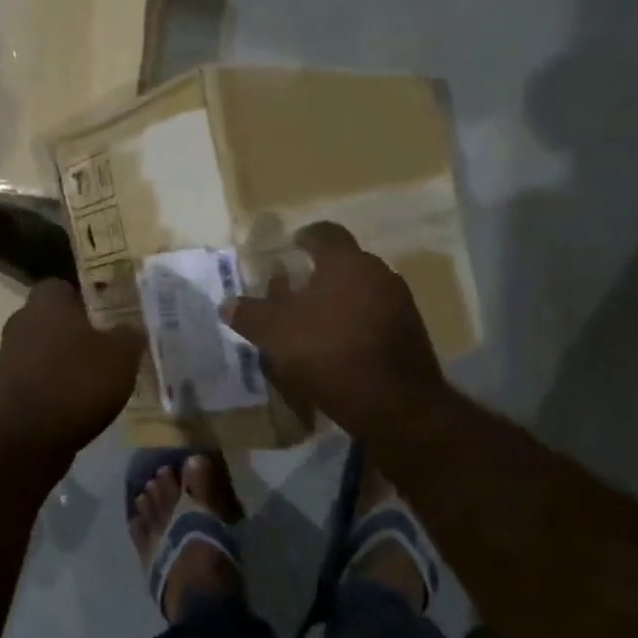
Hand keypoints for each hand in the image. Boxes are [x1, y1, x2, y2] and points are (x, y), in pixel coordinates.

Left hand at [0, 280, 145, 461]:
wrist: (29, 438)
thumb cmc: (77, 384)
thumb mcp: (121, 356)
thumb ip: (129, 335)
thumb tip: (131, 328)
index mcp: (46, 302)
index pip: (64, 286)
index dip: (87, 300)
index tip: (108, 317)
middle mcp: (20, 321)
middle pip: (53, 318)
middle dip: (76, 331)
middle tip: (107, 348)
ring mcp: (7, 355)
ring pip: (43, 348)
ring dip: (64, 360)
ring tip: (94, 380)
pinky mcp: (4, 387)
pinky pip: (36, 377)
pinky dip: (53, 385)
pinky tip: (75, 403)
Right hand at [222, 222, 447, 441]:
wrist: (395, 403)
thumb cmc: (330, 353)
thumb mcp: (276, 334)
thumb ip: (250, 315)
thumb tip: (228, 304)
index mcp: (346, 262)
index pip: (325, 233)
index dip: (305, 237)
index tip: (291, 245)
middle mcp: (378, 274)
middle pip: (344, 264)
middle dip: (319, 274)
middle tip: (294, 291)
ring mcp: (399, 304)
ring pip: (361, 292)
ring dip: (337, 301)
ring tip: (313, 323)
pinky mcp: (410, 334)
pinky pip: (374, 318)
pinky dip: (353, 324)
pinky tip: (337, 347)